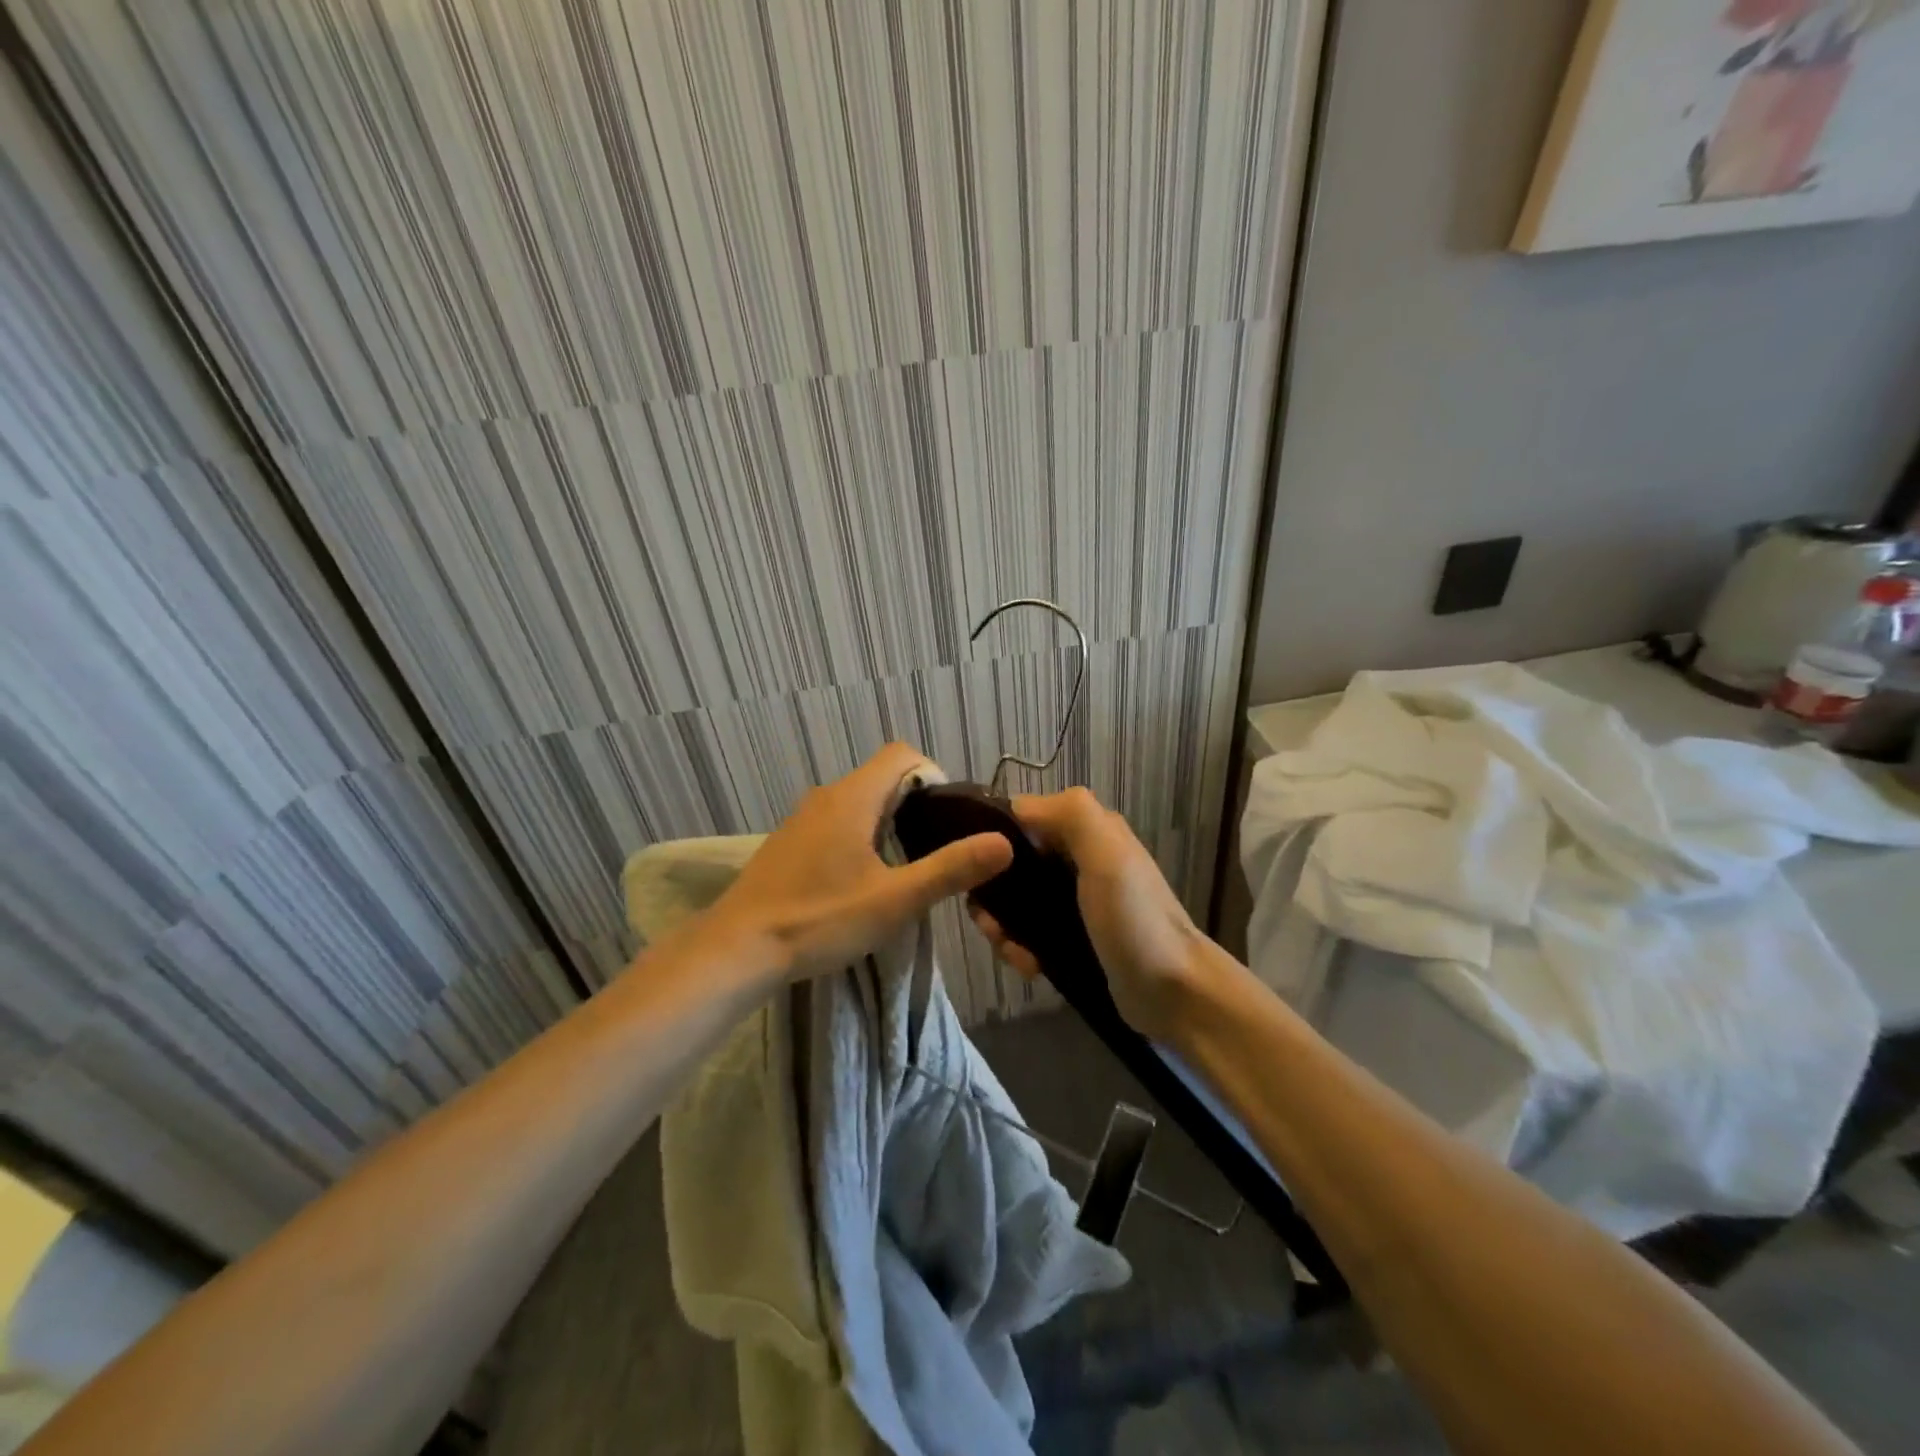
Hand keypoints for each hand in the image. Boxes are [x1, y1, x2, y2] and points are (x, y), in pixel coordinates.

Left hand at [695, 743, 1012, 981]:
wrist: (736, 950)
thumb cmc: (820, 919)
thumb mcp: (894, 900)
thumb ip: (950, 869)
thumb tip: (1004, 841)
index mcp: (852, 797)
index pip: (902, 754)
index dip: (933, 775)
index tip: (947, 819)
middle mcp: (825, 796)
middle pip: (882, 777)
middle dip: (915, 804)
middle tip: (933, 850)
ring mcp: (801, 820)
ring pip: (858, 802)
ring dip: (886, 823)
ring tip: (902, 868)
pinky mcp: (788, 844)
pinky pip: (835, 822)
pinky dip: (859, 837)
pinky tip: (858, 882)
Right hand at [969, 787, 1213, 1040]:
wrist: (1175, 995)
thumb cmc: (1136, 921)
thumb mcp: (1107, 855)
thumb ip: (1070, 814)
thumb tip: (1015, 807)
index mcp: (1088, 831)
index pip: (1022, 818)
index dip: (994, 838)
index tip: (976, 871)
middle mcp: (1078, 859)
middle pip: (1013, 864)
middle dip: (994, 893)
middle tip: (990, 924)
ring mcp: (1074, 902)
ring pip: (1016, 902)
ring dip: (1003, 925)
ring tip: (1012, 951)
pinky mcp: (1070, 938)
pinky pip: (1028, 932)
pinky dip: (1020, 947)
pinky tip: (1029, 967)